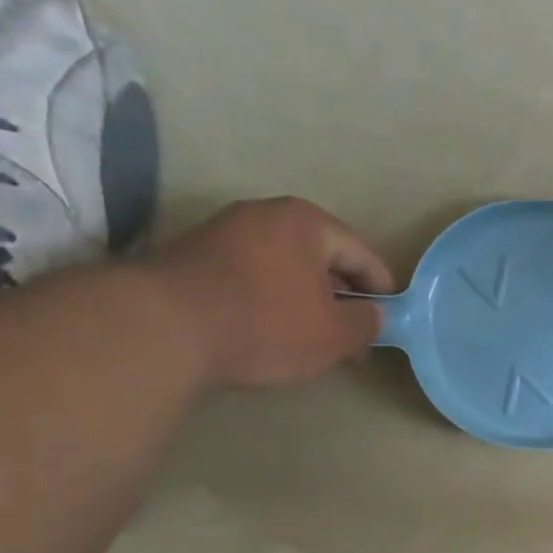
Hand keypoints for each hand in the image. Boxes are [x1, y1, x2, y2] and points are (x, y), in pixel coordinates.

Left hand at [147, 197, 396, 388]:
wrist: (162, 327)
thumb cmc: (266, 323)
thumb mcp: (334, 334)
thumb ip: (366, 323)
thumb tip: (374, 315)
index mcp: (307, 222)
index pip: (362, 253)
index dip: (382, 289)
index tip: (390, 319)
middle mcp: (264, 214)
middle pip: (321, 257)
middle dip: (342, 296)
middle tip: (354, 335)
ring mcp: (223, 232)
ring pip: (284, 267)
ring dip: (305, 300)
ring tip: (314, 338)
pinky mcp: (191, 257)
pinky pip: (251, 276)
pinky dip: (270, 300)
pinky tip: (272, 332)